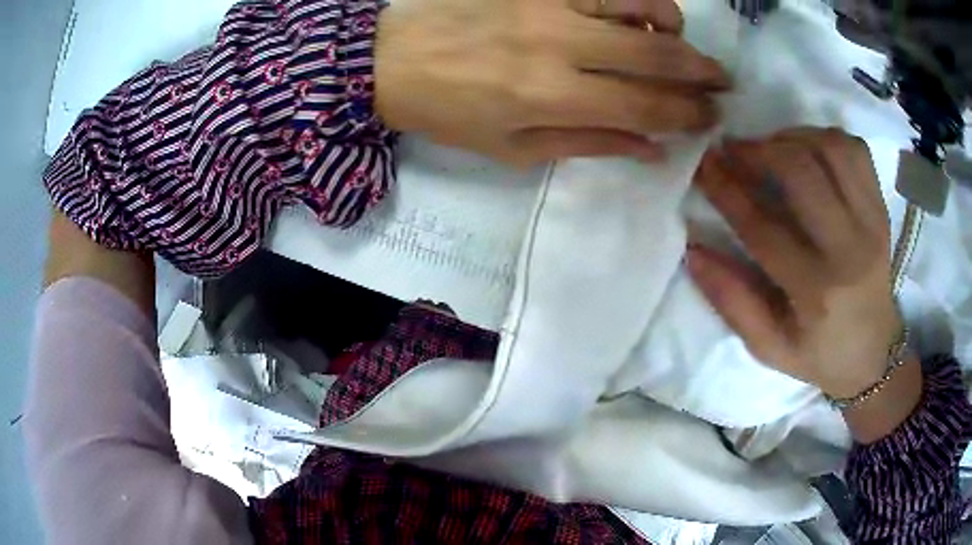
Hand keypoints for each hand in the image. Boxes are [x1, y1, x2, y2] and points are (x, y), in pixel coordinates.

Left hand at [374, 0, 730, 165]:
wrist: (391, 60)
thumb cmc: (451, 112)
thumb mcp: (515, 150)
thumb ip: (590, 145)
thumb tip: (654, 149)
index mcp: (552, 97)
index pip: (647, 106)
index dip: (689, 113)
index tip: (712, 117)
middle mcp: (560, 44)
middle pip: (657, 53)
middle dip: (702, 72)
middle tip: (721, 83)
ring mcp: (548, 3)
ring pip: (640, 4)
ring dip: (672, 26)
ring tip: (672, 41)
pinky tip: (632, 12)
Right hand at [688, 129, 903, 399]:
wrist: (874, 353)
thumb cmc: (820, 355)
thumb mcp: (770, 348)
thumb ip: (732, 302)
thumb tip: (693, 251)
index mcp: (817, 292)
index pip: (764, 228)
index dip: (728, 191)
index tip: (703, 166)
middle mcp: (849, 250)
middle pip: (802, 173)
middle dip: (759, 151)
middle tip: (734, 150)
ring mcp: (871, 223)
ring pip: (831, 149)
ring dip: (792, 137)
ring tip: (771, 147)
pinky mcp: (881, 209)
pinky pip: (855, 151)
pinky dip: (826, 138)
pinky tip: (808, 150)